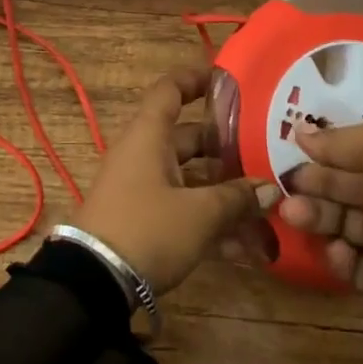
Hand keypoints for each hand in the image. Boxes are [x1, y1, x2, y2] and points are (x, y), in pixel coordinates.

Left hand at [73, 67, 281, 295]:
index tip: (227, 79)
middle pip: (188, 137)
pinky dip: (208, 220)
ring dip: (223, 191)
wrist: (93, 285)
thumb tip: (269, 189)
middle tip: (263, 150)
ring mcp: (142, 188)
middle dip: (226, 146)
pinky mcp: (142, 220)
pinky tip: (245, 248)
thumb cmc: (147, 229)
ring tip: (263, 206)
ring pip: (189, 177)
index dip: (196, 78)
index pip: (170, 89)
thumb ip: (236, 198)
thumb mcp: (199, 214)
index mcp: (149, 136)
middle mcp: (144, 154)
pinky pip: (181, 208)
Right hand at [281, 122, 362, 363]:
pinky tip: (335, 251)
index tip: (286, 145)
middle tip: (280, 186)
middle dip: (311, 182)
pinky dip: (337, 255)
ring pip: (340, 220)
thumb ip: (345, 140)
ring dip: (315, 215)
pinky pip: (349, 260)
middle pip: (342, 183)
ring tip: (292, 215)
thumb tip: (302, 132)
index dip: (322, 146)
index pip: (353, 147)